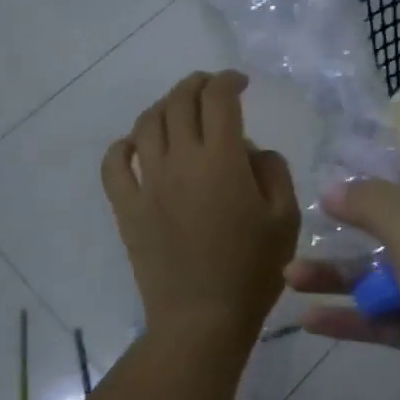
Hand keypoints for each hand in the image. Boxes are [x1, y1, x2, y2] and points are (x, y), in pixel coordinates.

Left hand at [102, 71, 299, 354]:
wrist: (202, 319)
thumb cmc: (253, 270)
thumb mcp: (286, 218)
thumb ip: (273, 171)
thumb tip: (250, 150)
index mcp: (222, 160)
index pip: (218, 99)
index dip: (229, 81)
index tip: (241, 82)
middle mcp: (180, 160)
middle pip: (179, 102)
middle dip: (197, 85)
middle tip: (212, 87)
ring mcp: (148, 183)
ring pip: (146, 124)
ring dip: (164, 106)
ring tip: (180, 110)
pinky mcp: (127, 207)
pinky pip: (113, 163)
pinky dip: (123, 145)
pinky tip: (137, 145)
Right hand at [284, 156, 399, 399]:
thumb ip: (377, 208)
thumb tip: (335, 186)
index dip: (382, 164)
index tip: (335, 163)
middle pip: (393, 225)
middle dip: (348, 224)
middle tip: (303, 222)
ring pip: (380, 274)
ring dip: (338, 274)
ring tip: (289, 277)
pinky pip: (382, 317)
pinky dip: (350, 317)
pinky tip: (309, 320)